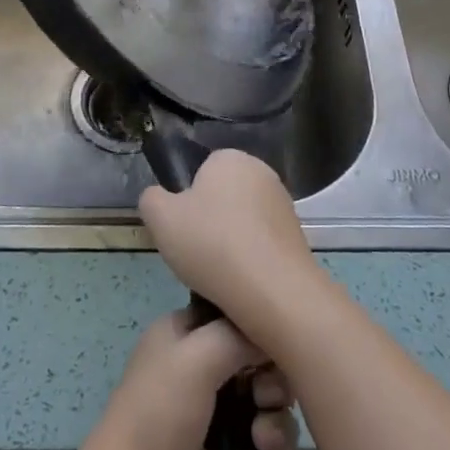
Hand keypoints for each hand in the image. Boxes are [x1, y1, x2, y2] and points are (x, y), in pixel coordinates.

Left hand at [85, 308, 297, 449]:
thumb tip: (271, 334)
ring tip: (263, 441)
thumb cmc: (159, 413)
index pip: (232, 316)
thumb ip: (236, 336)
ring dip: (276, 422)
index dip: (258, 329)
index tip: (277, 346)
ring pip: (265, 404)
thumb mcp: (195, 358)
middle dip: (272, 382)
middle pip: (256, 361)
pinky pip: (264, 443)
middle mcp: (199, 366)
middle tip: (264, 399)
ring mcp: (213, 411)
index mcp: (184, 334)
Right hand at [139, 150, 321, 335]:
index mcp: (230, 158)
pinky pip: (262, 243)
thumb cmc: (211, 244)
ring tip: (220, 274)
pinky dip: (251, 258)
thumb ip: (151, 199)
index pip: (201, 172)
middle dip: (209, 221)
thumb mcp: (160, 218)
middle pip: (222, 196)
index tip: (183, 229)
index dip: (187, 201)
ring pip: (242, 221)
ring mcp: (284, 204)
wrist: (273, 291)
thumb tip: (160, 198)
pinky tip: (243, 282)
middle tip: (197, 253)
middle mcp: (262, 172)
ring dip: (230, 241)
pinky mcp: (298, 236)